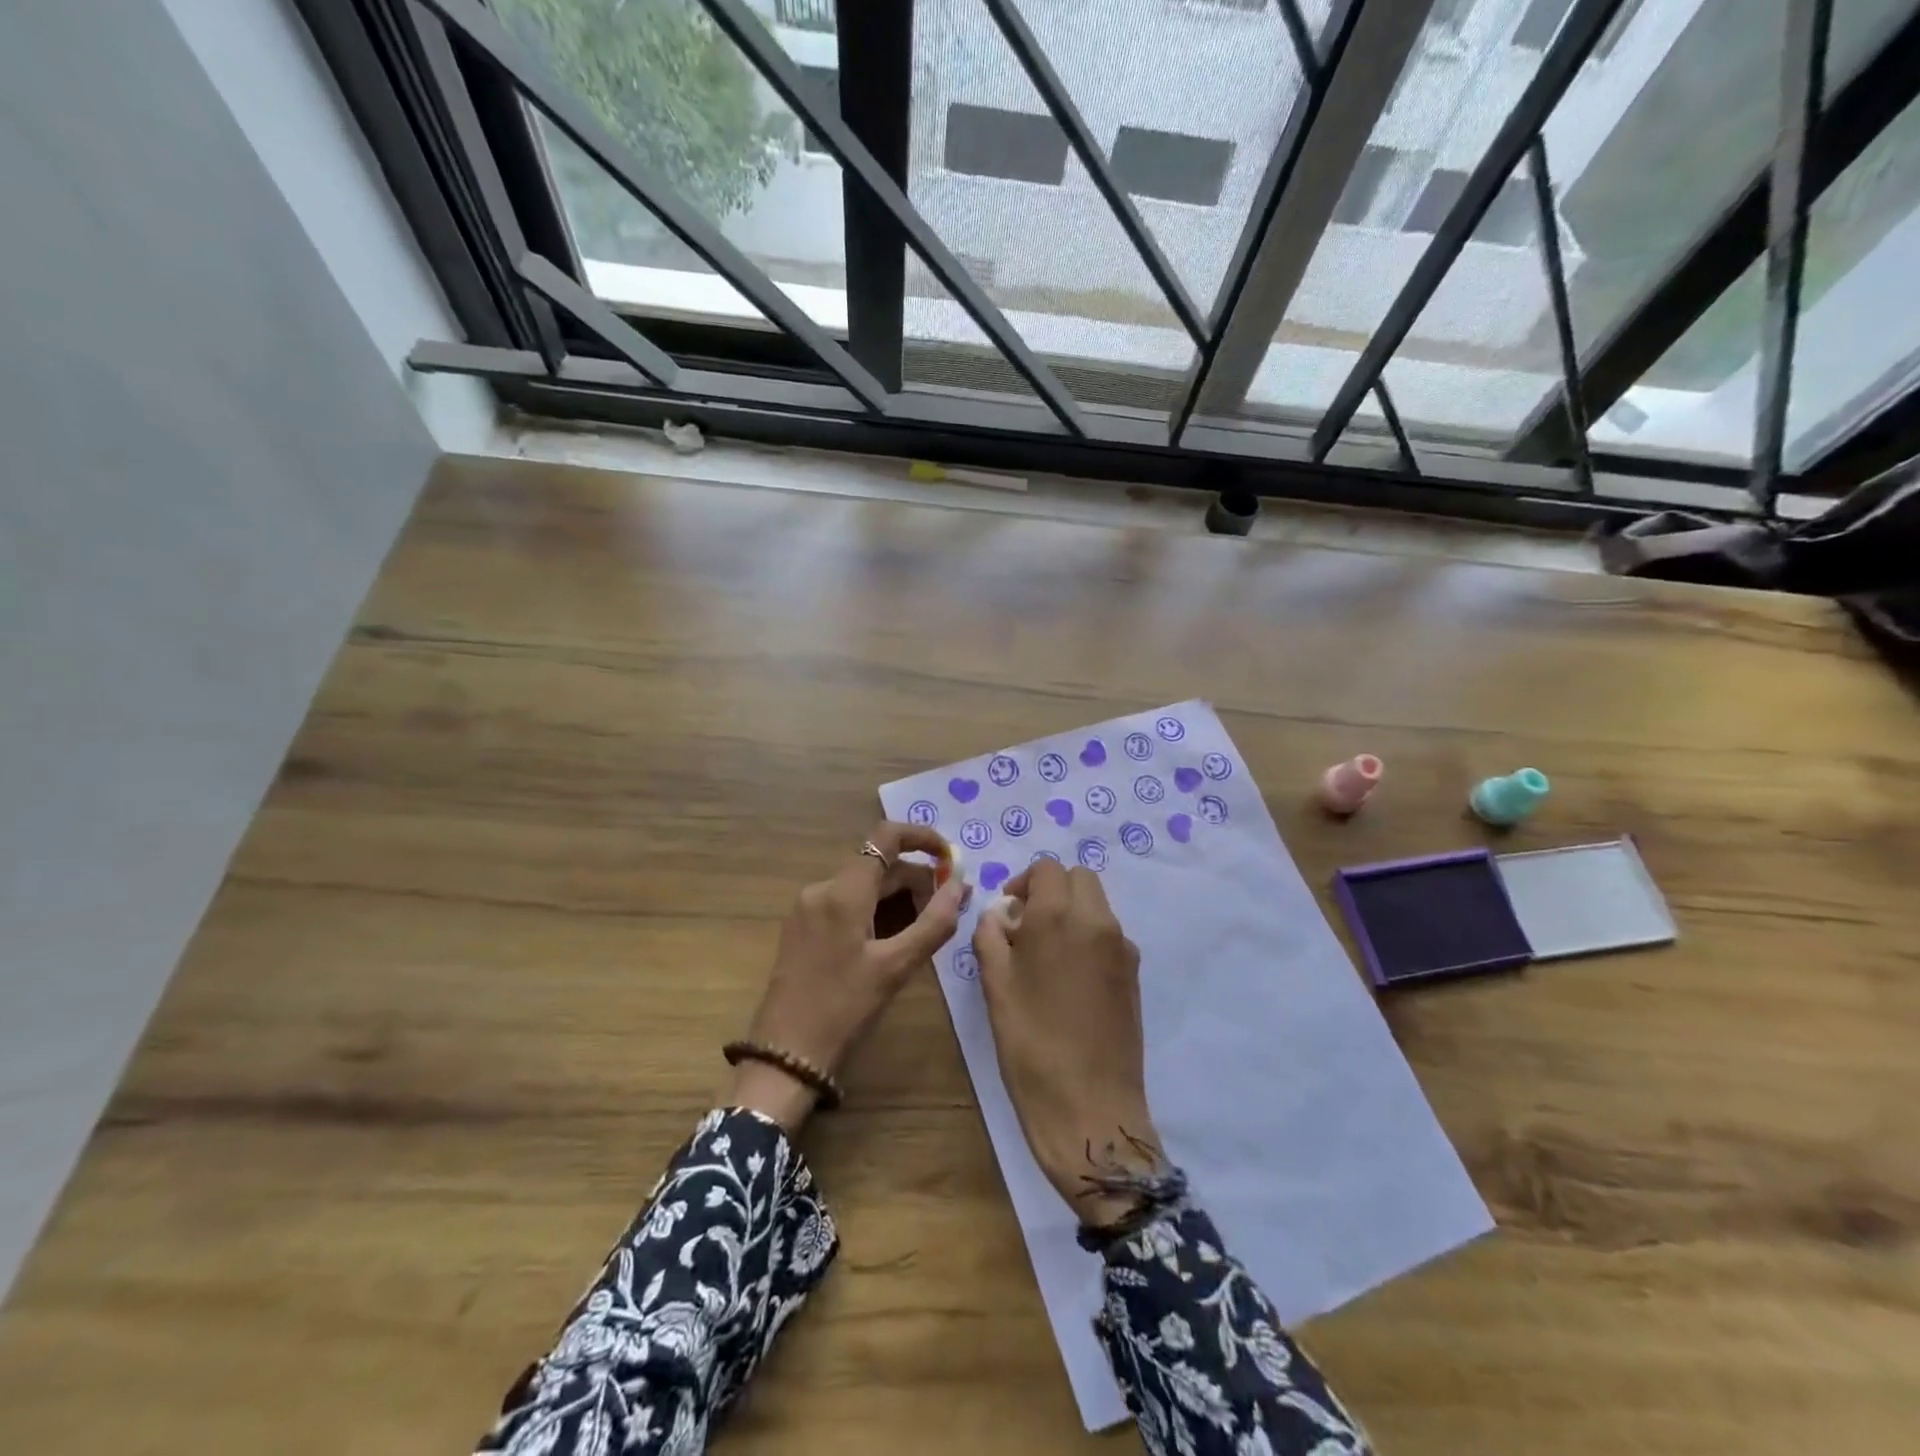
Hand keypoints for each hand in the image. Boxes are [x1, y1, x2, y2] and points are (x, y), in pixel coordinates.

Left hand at [731, 822, 964, 1131]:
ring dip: (900, 896)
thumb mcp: (896, 967)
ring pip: (864, 885)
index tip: (950, 859)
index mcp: (843, 891)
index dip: (922, 838)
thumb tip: (960, 884)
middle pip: (879, 865)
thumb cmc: (844, 1009)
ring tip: (927, 927)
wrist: (785, 1055)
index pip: (886, 836)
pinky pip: (847, 902)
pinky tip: (894, 938)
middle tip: (951, 907)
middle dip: (918, 878)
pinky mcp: (803, 926)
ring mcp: (808, 907)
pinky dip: (877, 910)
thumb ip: (934, 922)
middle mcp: (822, 888)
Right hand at [972, 861, 1160, 1226]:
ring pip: (1096, 904)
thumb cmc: (1030, 1043)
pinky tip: (1070, 979)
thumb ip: (992, 935)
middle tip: (1026, 926)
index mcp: (1059, 915)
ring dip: (1071, 911)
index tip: (1008, 912)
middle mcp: (1097, 920)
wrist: (1088, 1105)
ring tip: (1046, 954)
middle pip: (1078, 877)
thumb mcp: (995, 985)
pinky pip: (1109, 934)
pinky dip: (1088, 936)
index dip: (1023, 881)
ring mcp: (1122, 946)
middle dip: (1051, 889)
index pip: (1047, 868)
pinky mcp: (1134, 973)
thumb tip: (1001, 914)